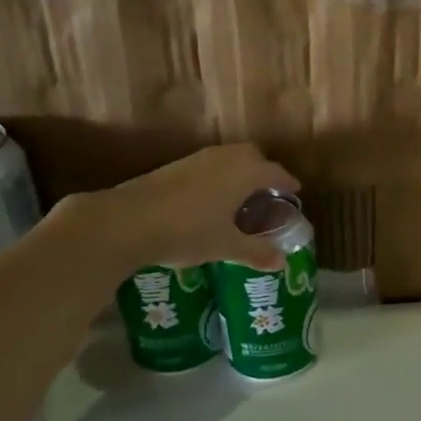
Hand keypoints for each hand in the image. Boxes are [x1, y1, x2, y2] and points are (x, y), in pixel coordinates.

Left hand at [59, 143, 300, 272]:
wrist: (125, 221)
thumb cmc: (187, 231)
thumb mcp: (225, 246)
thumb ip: (256, 252)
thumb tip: (282, 263)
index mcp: (245, 172)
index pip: (276, 172)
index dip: (288, 183)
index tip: (295, 193)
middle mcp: (225, 158)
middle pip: (253, 156)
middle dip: (264, 172)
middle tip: (267, 195)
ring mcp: (197, 159)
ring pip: (228, 159)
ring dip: (239, 173)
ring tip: (240, 199)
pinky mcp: (174, 166)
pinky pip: (209, 166)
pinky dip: (218, 177)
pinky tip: (210, 201)